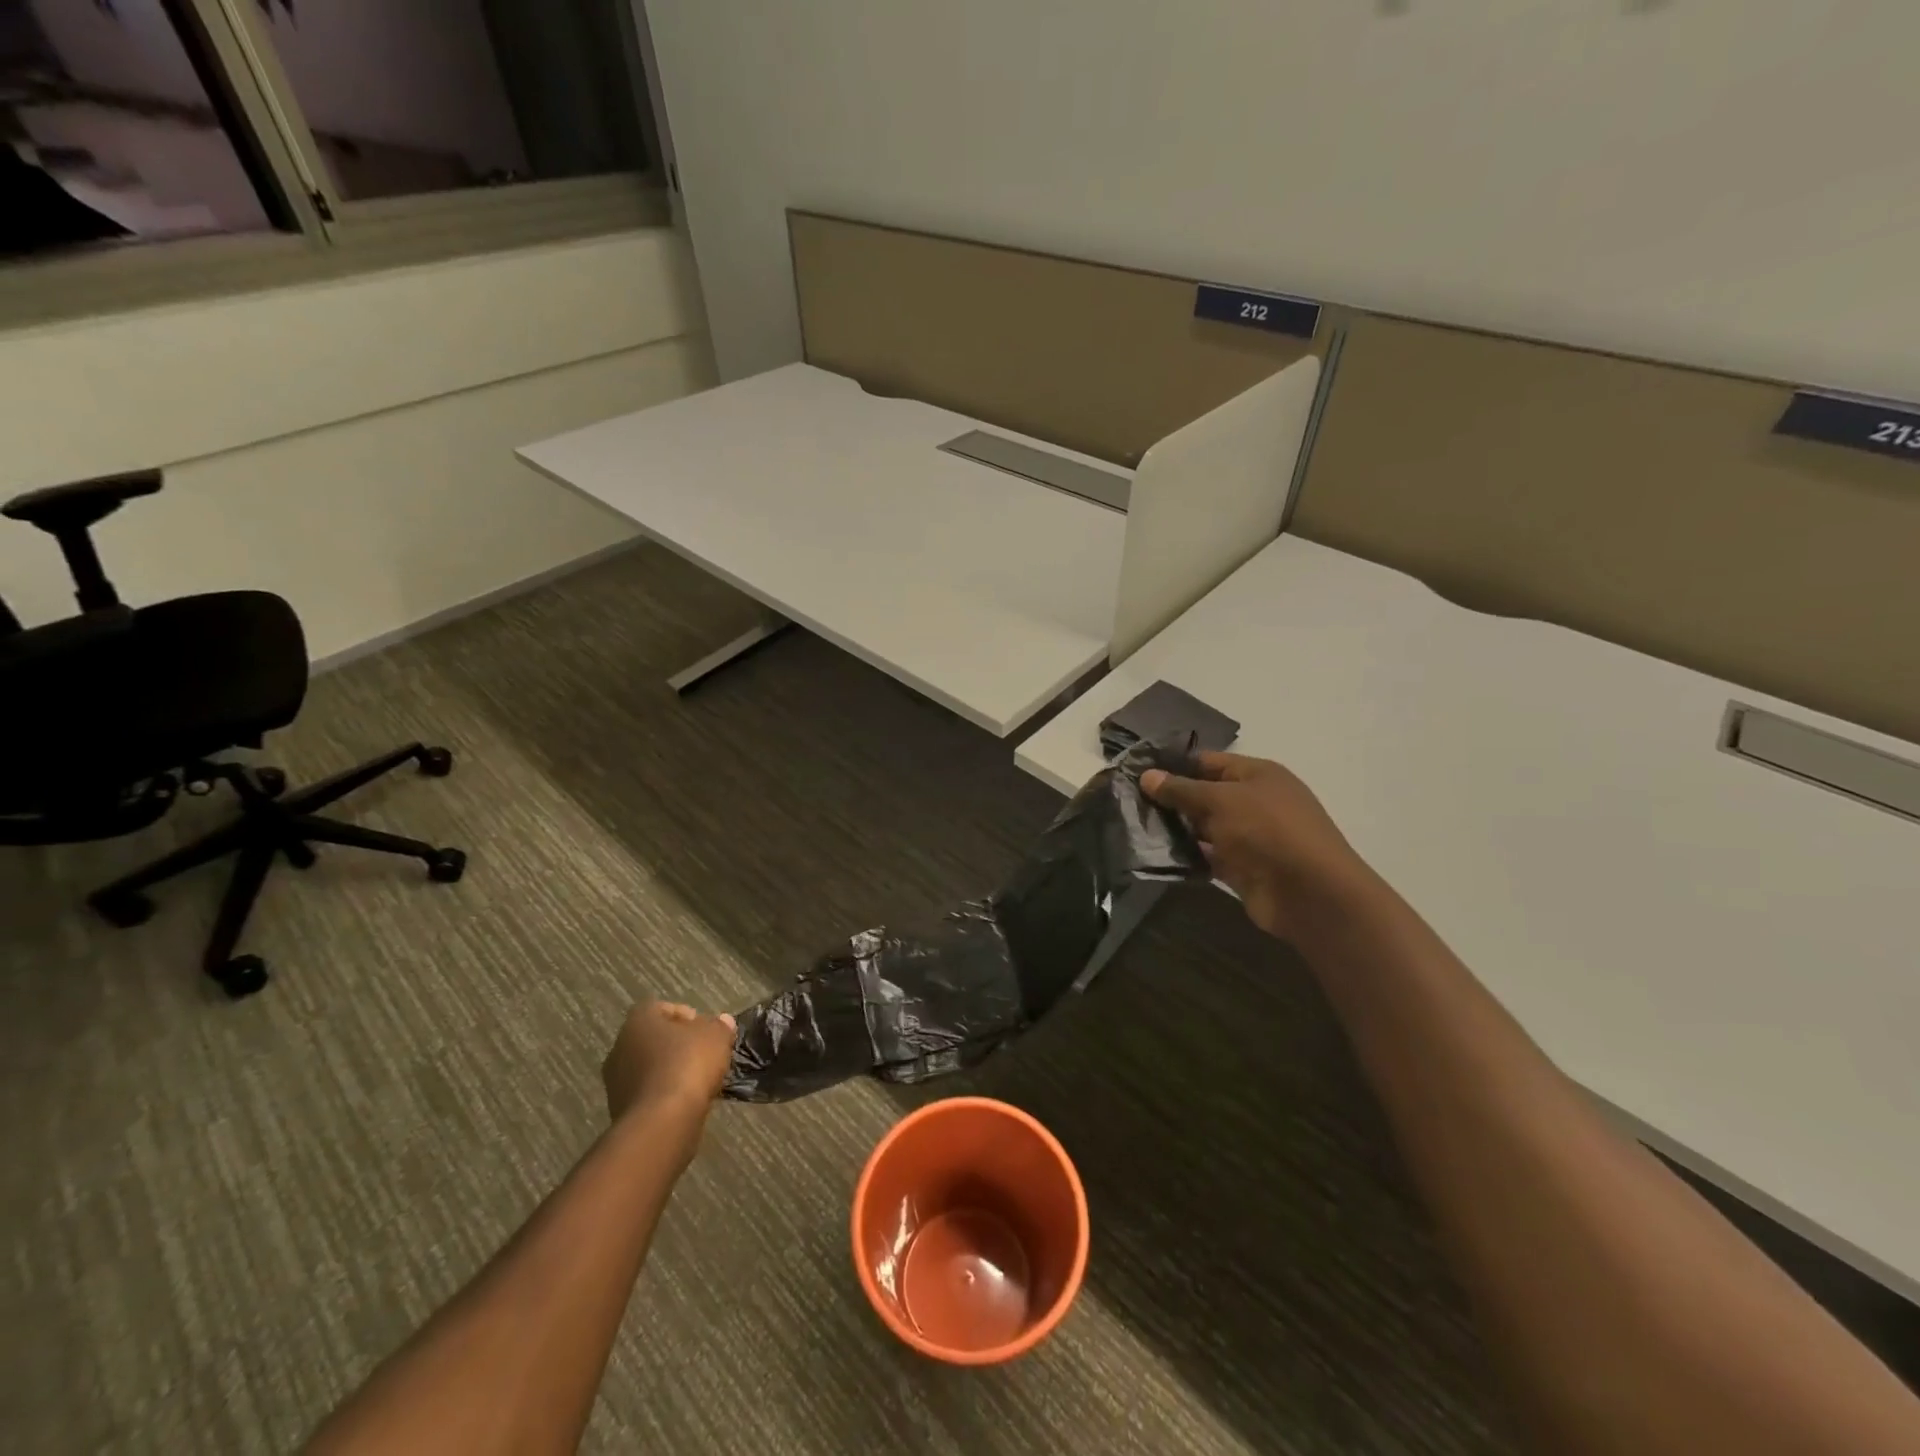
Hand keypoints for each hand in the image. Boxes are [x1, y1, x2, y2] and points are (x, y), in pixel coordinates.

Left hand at [601, 1001, 737, 1122]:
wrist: (661, 1123)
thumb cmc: (687, 1065)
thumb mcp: (716, 1036)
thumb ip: (720, 1026)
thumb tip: (722, 1022)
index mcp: (638, 1021)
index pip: (659, 1008)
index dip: (684, 1015)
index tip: (704, 1027)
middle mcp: (620, 1048)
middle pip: (652, 1038)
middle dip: (677, 1044)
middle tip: (703, 1052)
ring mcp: (616, 1082)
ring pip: (649, 1067)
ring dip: (670, 1070)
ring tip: (698, 1079)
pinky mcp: (621, 1111)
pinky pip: (648, 1093)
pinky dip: (665, 1093)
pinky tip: (686, 1100)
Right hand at [1142, 751, 1371, 938]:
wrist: (1309, 892)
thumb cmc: (1267, 830)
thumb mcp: (1220, 800)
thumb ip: (1182, 789)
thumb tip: (1147, 776)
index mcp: (1257, 774)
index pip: (1209, 762)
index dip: (1175, 765)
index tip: (1137, 772)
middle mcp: (1254, 801)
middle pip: (1205, 795)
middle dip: (1170, 799)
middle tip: (1128, 802)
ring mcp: (1249, 837)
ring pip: (1204, 828)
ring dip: (1176, 829)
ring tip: (1134, 827)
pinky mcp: (1243, 868)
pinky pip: (1209, 856)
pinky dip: (1187, 856)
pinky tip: (1155, 855)